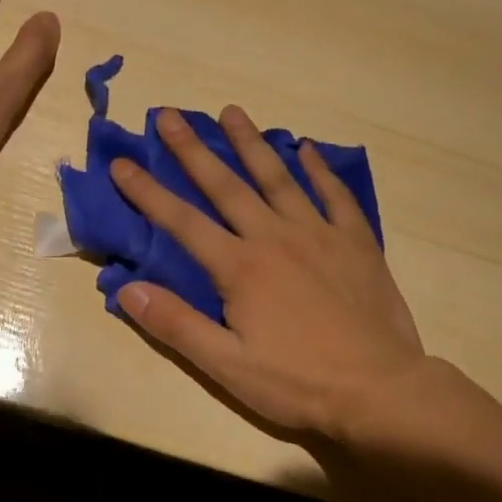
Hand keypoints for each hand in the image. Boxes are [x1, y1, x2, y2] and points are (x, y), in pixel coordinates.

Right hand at [108, 106, 436, 446]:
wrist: (380, 389)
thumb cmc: (297, 382)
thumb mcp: (226, 365)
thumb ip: (175, 324)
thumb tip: (127, 289)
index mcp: (240, 267)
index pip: (182, 221)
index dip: (147, 192)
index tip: (121, 162)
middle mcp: (275, 238)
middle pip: (226, 186)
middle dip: (193, 150)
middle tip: (169, 114)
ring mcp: (319, 235)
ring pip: (279, 178)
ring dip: (251, 144)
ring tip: (231, 112)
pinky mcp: (356, 243)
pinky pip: (335, 195)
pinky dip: (319, 170)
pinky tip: (307, 149)